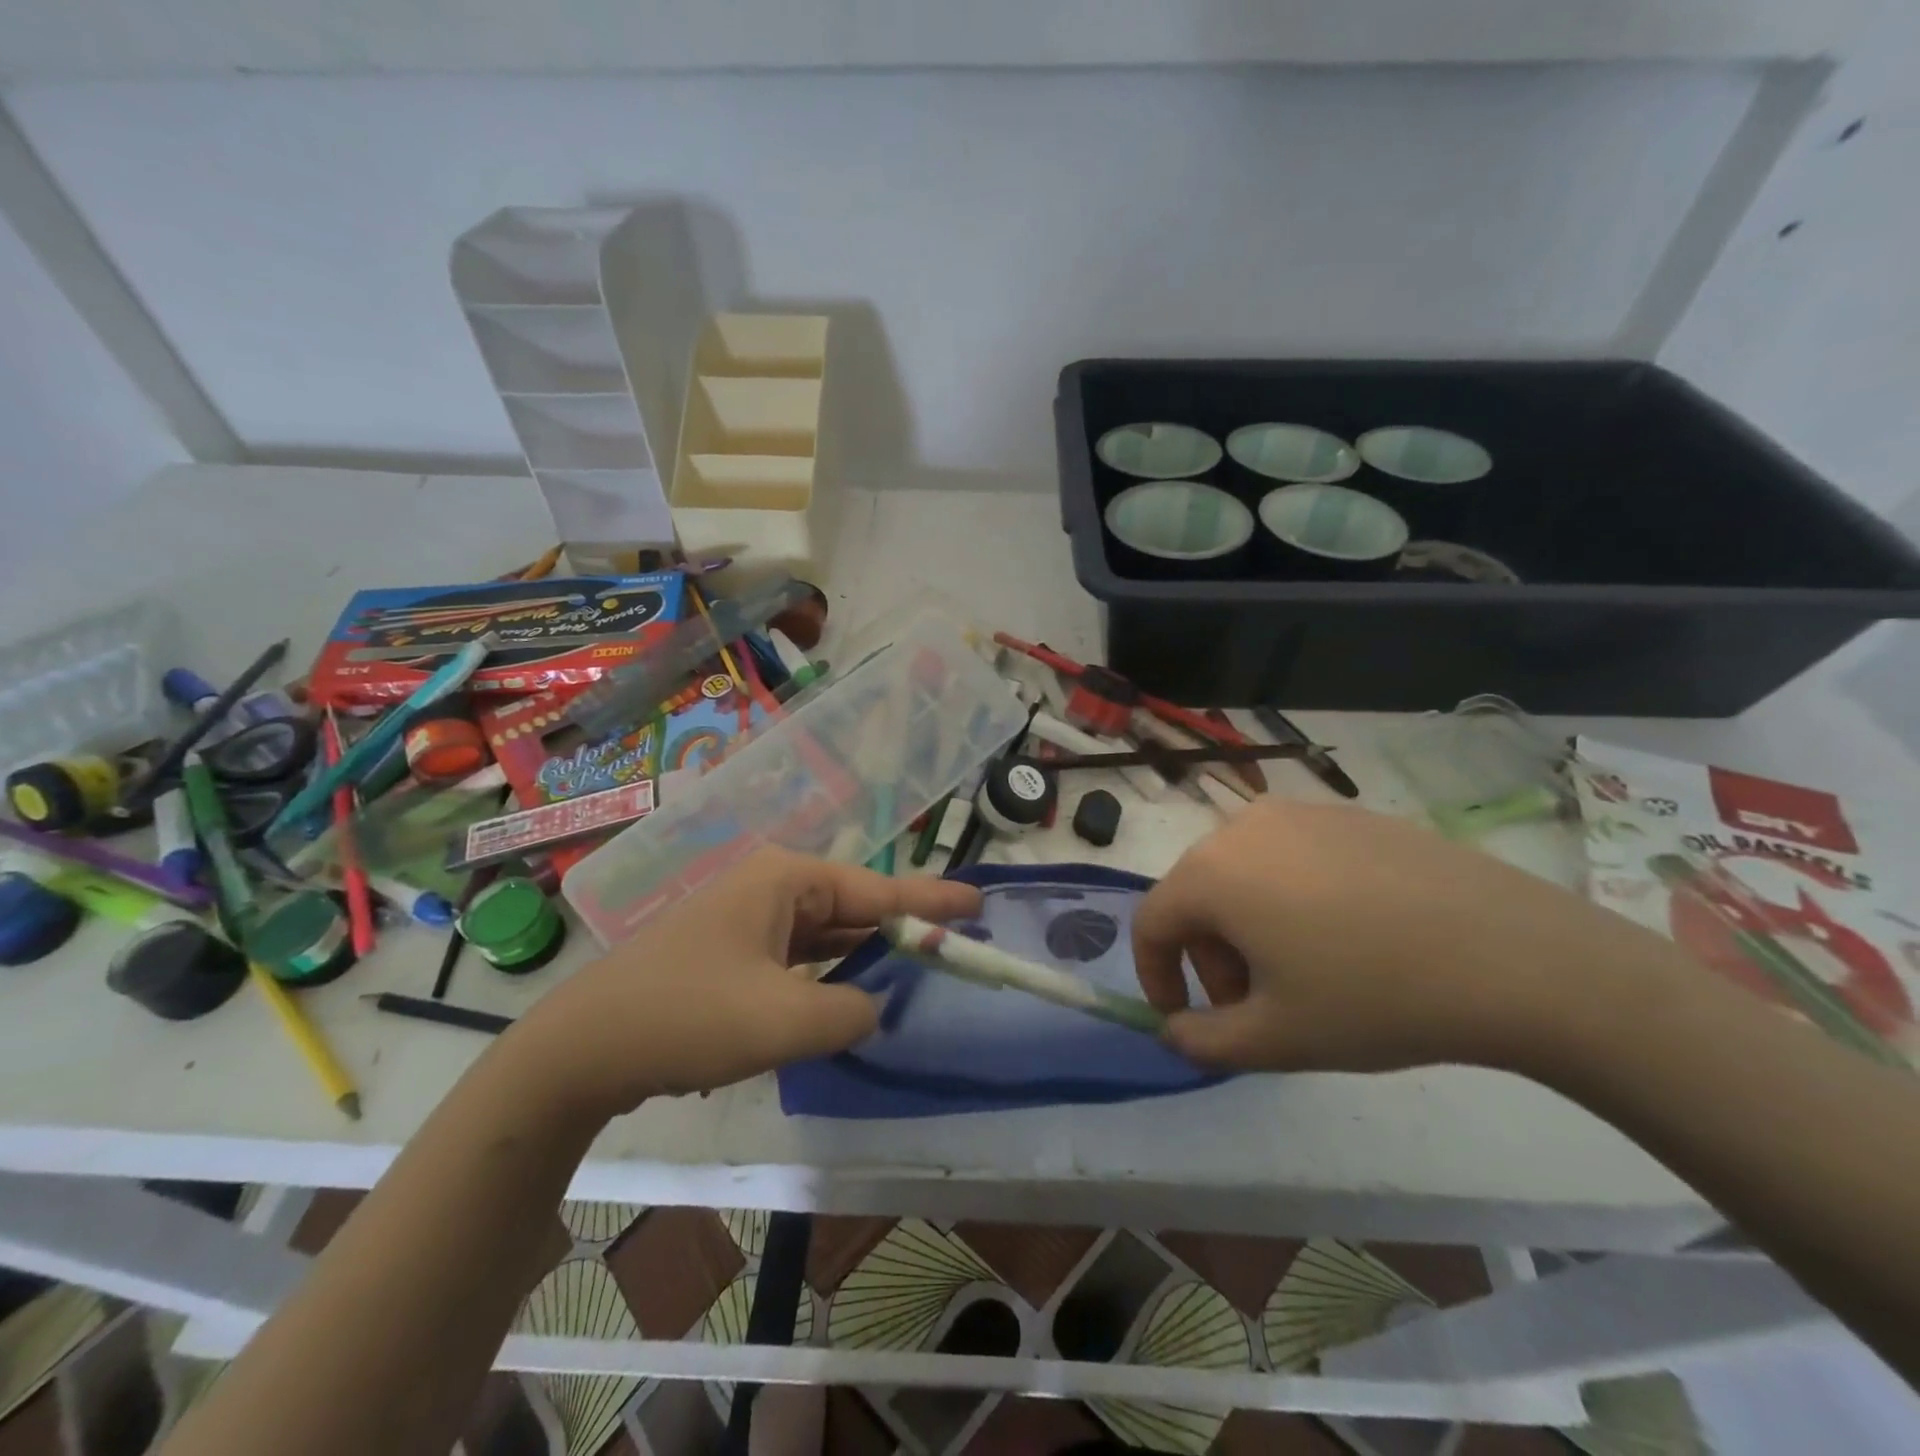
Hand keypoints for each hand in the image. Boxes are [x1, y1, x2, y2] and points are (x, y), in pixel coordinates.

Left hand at [512, 848, 980, 1116]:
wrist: (582, 1048)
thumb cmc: (688, 1017)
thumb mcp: (783, 1020)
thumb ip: (849, 1010)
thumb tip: (870, 1006)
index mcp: (785, 880)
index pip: (878, 889)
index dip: (932, 901)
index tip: (978, 903)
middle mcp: (769, 886)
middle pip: (852, 906)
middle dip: (900, 927)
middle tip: (953, 943)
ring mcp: (746, 918)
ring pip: (823, 933)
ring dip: (862, 953)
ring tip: (914, 964)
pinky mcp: (730, 952)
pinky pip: (795, 956)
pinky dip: (825, 973)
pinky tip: (848, 992)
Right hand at [1133, 800, 1659, 1073]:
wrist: (1513, 955)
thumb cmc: (1373, 998)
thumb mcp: (1276, 1039)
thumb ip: (1203, 1040)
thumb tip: (1174, 1032)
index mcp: (1211, 872)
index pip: (1150, 922)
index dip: (1155, 975)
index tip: (1184, 1017)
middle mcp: (1242, 827)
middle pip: (1197, 896)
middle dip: (1211, 956)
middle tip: (1255, 1006)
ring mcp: (1299, 814)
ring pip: (1243, 874)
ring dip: (1249, 927)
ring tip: (1302, 974)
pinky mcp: (1348, 815)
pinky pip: (1292, 858)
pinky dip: (1291, 898)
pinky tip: (1349, 938)